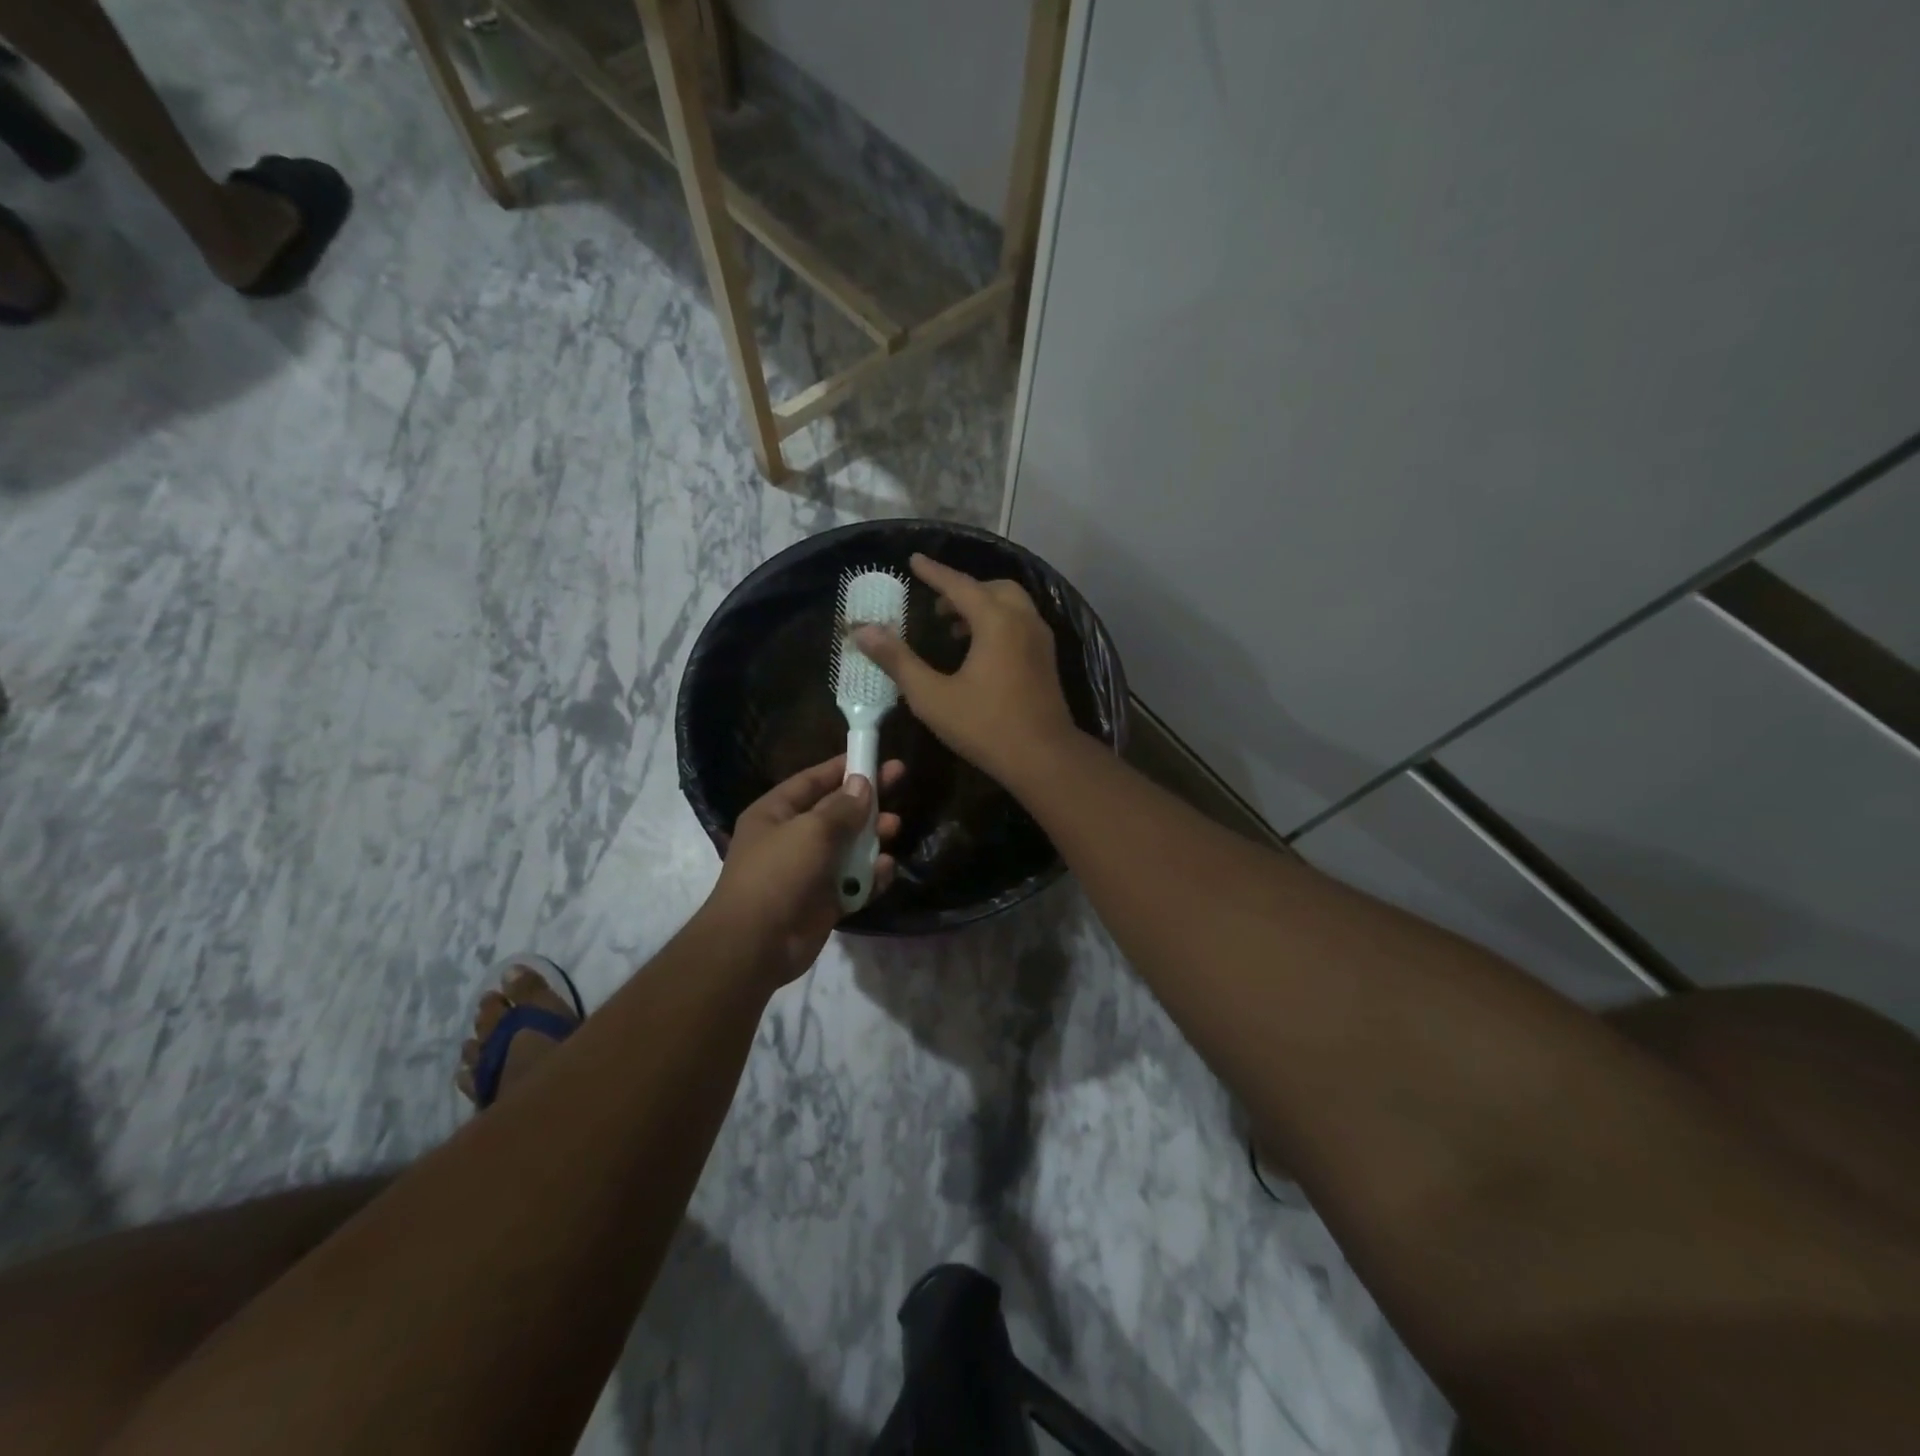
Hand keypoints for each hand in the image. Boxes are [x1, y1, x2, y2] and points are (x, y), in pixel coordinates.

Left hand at [705, 754, 904, 985]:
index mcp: (776, 812)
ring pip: (849, 846)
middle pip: (837, 811)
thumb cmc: (778, 873)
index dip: (844, 767)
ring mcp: (809, 870)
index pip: (814, 780)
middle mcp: (792, 837)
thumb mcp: (811, 830)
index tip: (876, 756)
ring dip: (872, 837)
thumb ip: (842, 808)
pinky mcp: (824, 900)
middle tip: (900, 783)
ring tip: (893, 829)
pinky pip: (853, 881)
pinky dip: (870, 876)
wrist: (756, 944)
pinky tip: (885, 869)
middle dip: (867, 801)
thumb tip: (863, 784)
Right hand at [853, 553, 1078, 785]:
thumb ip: (897, 660)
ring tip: (952, 631)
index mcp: (996, 621)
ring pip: (1010, 605)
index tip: (914, 560)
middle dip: (961, 591)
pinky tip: (979, 653)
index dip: (934, 573)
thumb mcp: (931, 696)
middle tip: (935, 608)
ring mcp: (1040, 640)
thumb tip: (863, 631)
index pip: (959, 585)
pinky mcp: (1047, 660)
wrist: (1044, 758)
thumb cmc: (985, 726)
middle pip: (991, 589)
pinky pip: (1020, 624)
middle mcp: (1023, 620)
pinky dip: (998, 623)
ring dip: (981, 607)